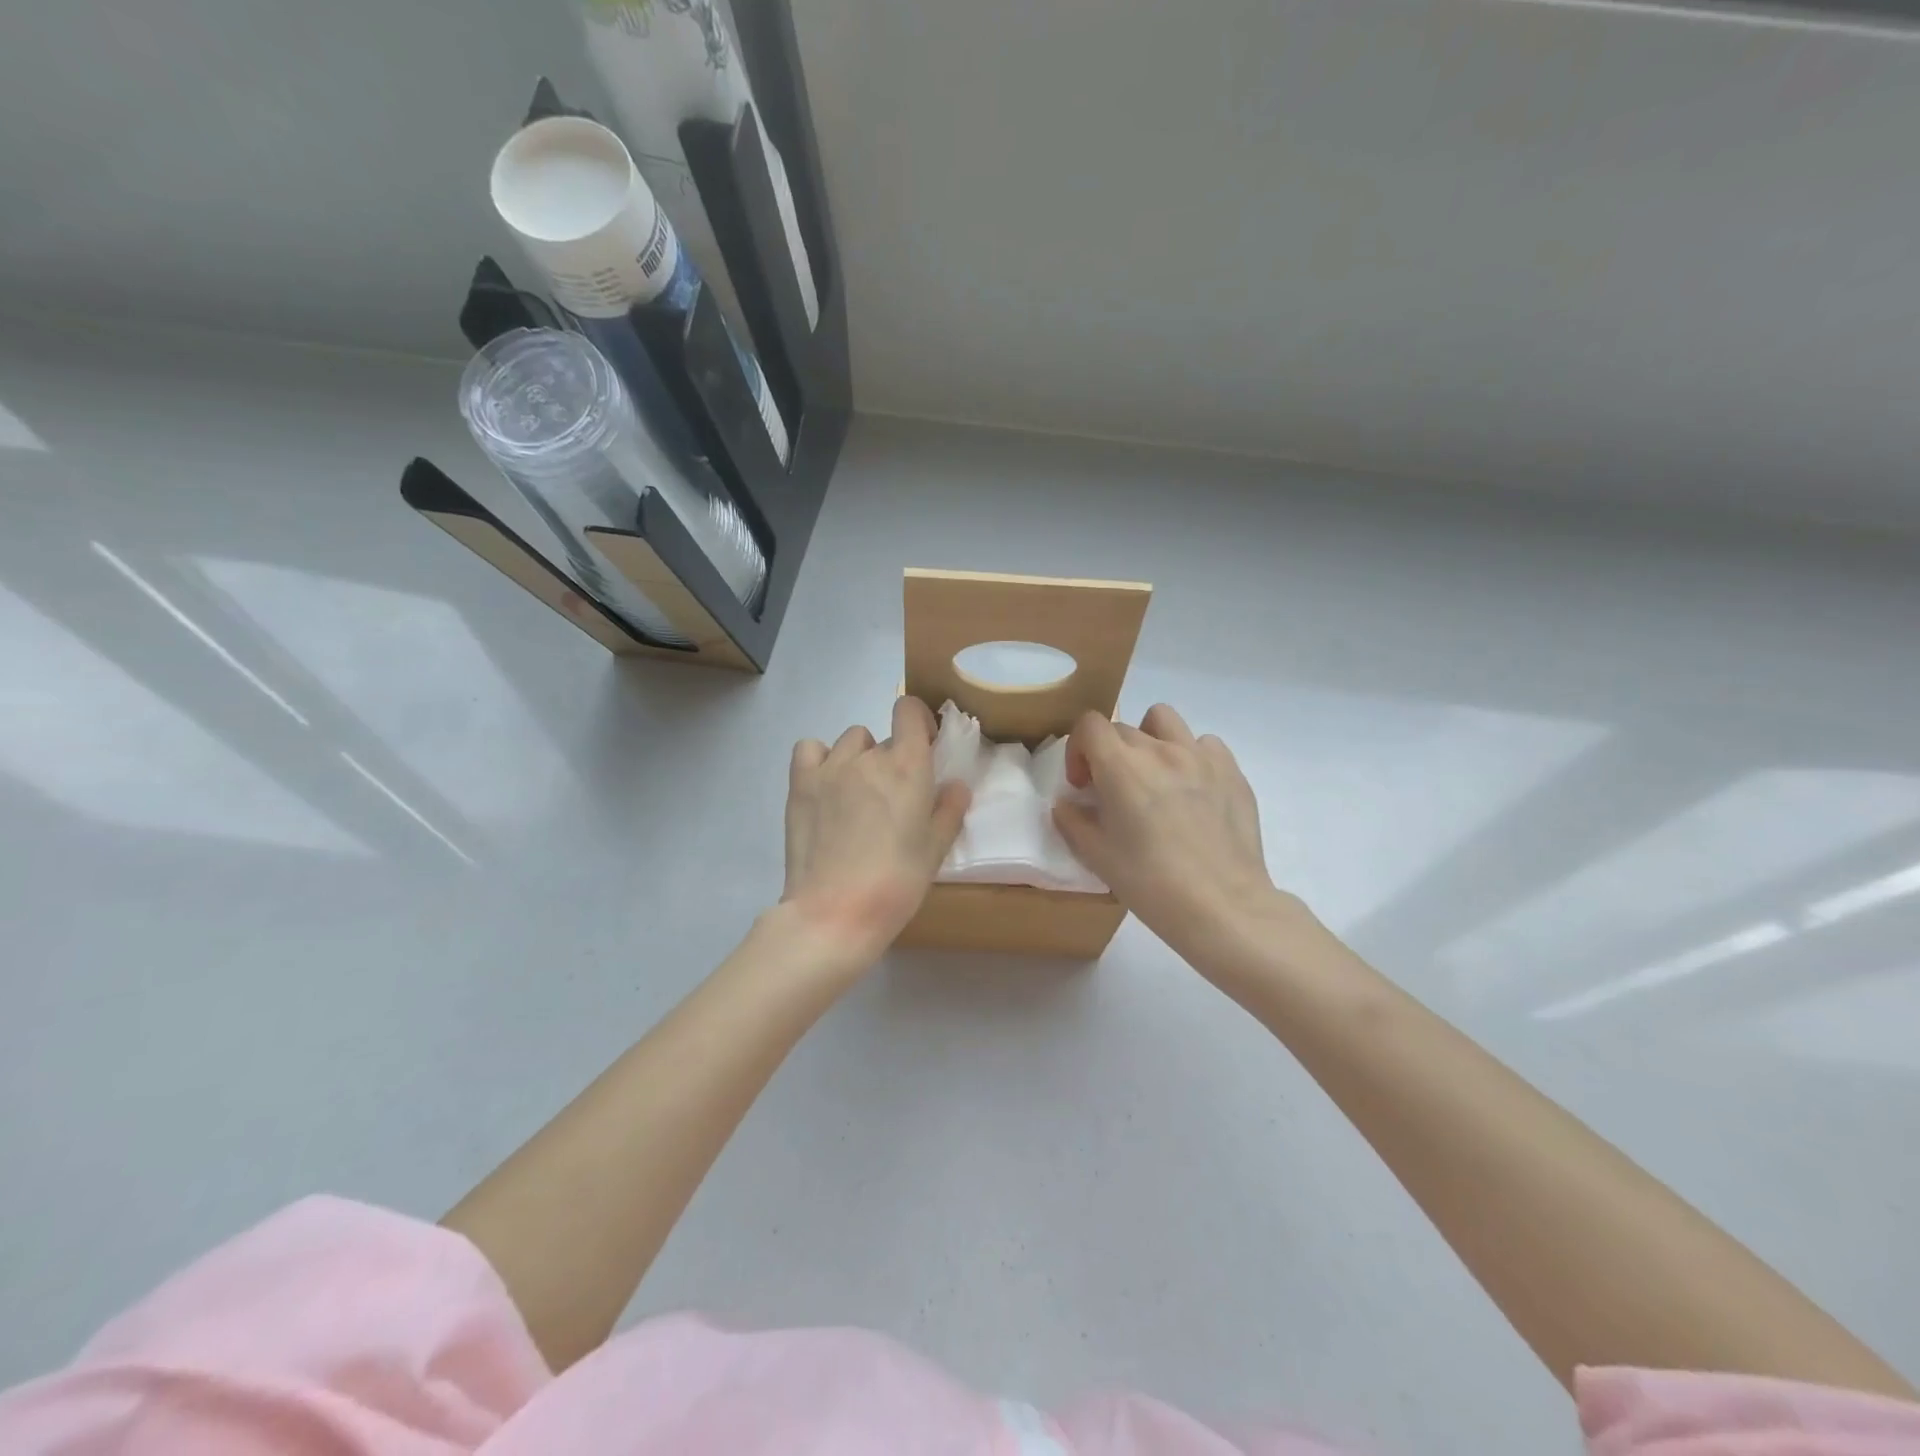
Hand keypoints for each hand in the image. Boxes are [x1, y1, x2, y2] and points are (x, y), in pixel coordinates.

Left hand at [782, 696, 971, 963]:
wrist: (836, 912)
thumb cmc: (896, 882)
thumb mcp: (935, 850)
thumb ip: (949, 810)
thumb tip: (955, 785)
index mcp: (908, 767)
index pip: (909, 710)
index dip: (918, 720)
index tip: (924, 745)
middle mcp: (869, 757)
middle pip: (883, 738)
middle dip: (892, 759)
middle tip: (892, 799)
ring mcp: (830, 768)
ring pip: (850, 742)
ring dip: (859, 758)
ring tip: (857, 795)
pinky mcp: (800, 784)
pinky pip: (810, 749)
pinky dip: (820, 759)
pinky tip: (826, 785)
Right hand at [1052, 704, 1292, 952]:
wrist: (1222, 906)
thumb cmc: (1151, 883)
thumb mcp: (1097, 857)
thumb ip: (1072, 822)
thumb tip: (1068, 804)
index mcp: (1122, 767)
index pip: (1090, 725)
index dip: (1079, 750)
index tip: (1083, 785)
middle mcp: (1160, 750)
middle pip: (1123, 728)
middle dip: (1110, 754)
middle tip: (1114, 793)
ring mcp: (1200, 756)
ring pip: (1165, 720)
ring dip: (1150, 739)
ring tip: (1154, 776)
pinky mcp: (1232, 770)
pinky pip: (1205, 744)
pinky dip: (1191, 756)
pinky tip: (1192, 789)